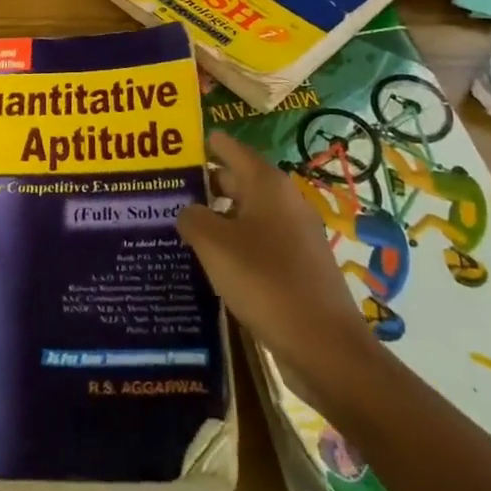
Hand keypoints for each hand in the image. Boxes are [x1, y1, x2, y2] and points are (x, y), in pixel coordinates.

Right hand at [176, 132, 371, 389]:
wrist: (325, 347)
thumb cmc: (266, 282)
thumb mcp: (215, 246)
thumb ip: (193, 219)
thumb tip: (188, 211)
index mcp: (267, 184)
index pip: (230, 148)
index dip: (204, 144)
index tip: (175, 146)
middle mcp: (283, 202)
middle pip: (237, 180)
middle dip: (204, 184)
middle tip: (165, 190)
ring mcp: (294, 235)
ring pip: (245, 215)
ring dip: (216, 218)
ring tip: (179, 226)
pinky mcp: (297, 267)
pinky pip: (257, 243)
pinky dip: (233, 245)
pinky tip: (209, 263)